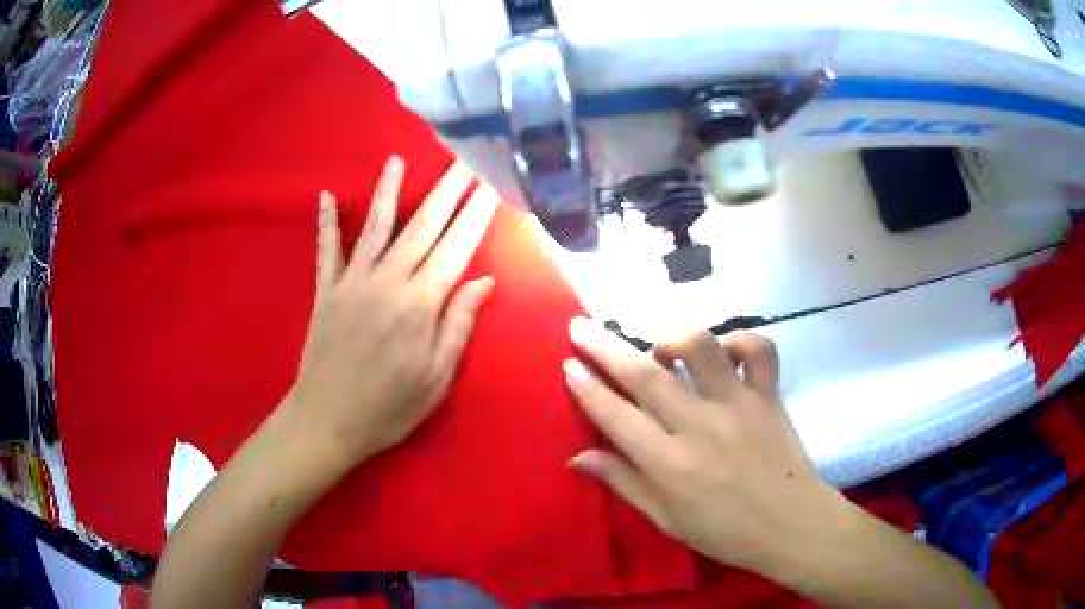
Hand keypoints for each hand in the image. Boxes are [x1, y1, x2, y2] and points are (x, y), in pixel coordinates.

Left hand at [287, 157, 497, 467]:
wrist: (327, 421)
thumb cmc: (389, 408)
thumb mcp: (436, 378)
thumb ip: (458, 325)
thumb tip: (483, 281)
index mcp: (420, 305)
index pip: (455, 248)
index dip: (475, 215)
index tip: (490, 186)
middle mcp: (387, 281)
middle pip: (421, 227)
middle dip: (445, 191)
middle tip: (462, 161)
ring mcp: (352, 282)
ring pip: (375, 226)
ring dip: (388, 191)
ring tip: (397, 161)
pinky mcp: (326, 290)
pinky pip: (326, 250)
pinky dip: (325, 223)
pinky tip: (325, 196)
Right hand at [565, 319, 845, 576]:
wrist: (792, 526)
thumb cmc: (725, 532)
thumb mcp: (666, 519)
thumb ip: (624, 483)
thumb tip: (577, 457)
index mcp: (670, 464)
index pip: (616, 416)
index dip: (587, 388)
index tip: (568, 365)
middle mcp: (700, 426)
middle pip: (645, 375)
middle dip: (605, 347)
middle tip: (580, 326)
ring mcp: (738, 405)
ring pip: (702, 349)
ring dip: (672, 339)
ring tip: (660, 349)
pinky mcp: (769, 396)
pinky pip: (759, 350)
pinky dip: (740, 341)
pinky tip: (725, 353)